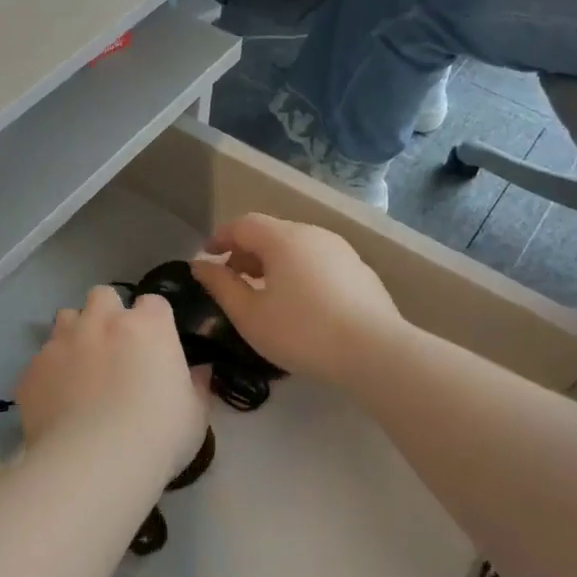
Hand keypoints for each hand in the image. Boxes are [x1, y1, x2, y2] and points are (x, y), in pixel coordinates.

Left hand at [15, 286, 207, 480]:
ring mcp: (62, 342)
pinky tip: (57, 402)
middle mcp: (102, 322)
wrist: (94, 463)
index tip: (155, 345)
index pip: (153, 302)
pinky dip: (50, 372)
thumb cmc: (158, 436)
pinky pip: (41, 360)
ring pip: (66, 318)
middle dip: (108, 314)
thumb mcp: (195, 415)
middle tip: (114, 348)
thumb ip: (196, 385)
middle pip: (103, 296)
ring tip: (81, 369)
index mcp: (148, 326)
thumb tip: (200, 371)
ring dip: (75, 334)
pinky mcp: (32, 369)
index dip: (153, 321)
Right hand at [192, 214, 404, 384]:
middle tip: (233, 279)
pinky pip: (319, 263)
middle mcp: (313, 235)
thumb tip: (200, 265)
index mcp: (283, 239)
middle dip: (246, 252)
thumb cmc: (302, 332)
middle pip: (271, 233)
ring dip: (274, 264)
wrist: (376, 352)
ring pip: (297, 248)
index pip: (243, 224)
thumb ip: (221, 286)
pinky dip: (299, 274)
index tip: (206, 256)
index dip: (220, 237)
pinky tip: (300, 305)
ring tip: (264, 294)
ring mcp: (342, 252)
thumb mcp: (249, 315)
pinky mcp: (361, 273)